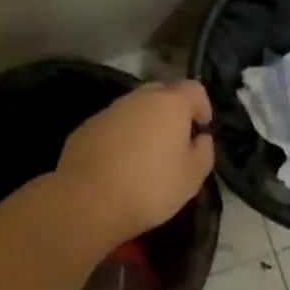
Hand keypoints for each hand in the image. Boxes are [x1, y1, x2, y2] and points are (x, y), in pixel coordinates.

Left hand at [57, 80, 214, 245]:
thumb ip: (204, 151)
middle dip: (172, 110)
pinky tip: (118, 163)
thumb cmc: (151, 187)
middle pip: (162, 93)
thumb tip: (200, 138)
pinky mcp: (85, 128)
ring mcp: (108, 111)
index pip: (194, 89)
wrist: (88, 201)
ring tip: (145, 154)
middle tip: (174, 140)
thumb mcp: (192, 176)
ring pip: (134, 108)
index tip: (201, 128)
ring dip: (144, 123)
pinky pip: (112, 125)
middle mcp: (138, 99)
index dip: (202, 106)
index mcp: (170, 104)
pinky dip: (120, 136)